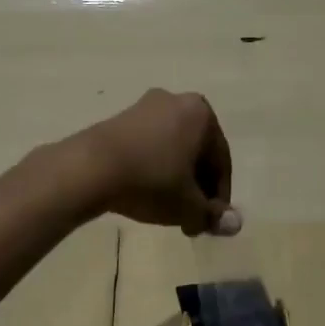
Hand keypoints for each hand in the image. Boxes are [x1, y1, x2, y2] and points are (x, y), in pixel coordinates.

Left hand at [68, 89, 241, 236]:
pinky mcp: (119, 118)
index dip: (219, 196)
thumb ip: (212, 214)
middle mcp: (177, 101)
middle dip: (196, 188)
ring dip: (176, 180)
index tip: (211, 221)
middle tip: (191, 218)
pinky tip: (145, 192)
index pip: (221, 161)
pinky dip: (154, 168)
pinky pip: (149, 146)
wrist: (90, 168)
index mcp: (202, 114)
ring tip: (168, 210)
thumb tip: (234, 224)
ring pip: (172, 150)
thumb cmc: (151, 181)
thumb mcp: (188, 205)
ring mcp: (145, 107)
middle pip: (197, 153)